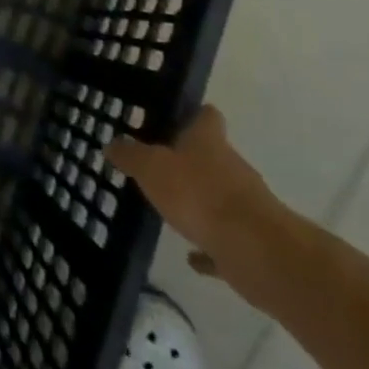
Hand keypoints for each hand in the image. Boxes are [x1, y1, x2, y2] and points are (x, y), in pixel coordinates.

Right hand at [106, 105, 287, 279]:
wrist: (256, 251)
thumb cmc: (198, 195)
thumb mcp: (150, 167)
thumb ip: (129, 155)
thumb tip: (113, 144)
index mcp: (209, 142)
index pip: (206, 116)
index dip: (192, 114)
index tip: (172, 119)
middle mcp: (232, 167)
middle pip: (211, 156)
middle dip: (188, 161)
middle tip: (156, 166)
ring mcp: (245, 205)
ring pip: (218, 196)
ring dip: (198, 202)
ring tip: (168, 208)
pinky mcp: (251, 241)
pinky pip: (223, 237)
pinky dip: (208, 243)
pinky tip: (190, 254)